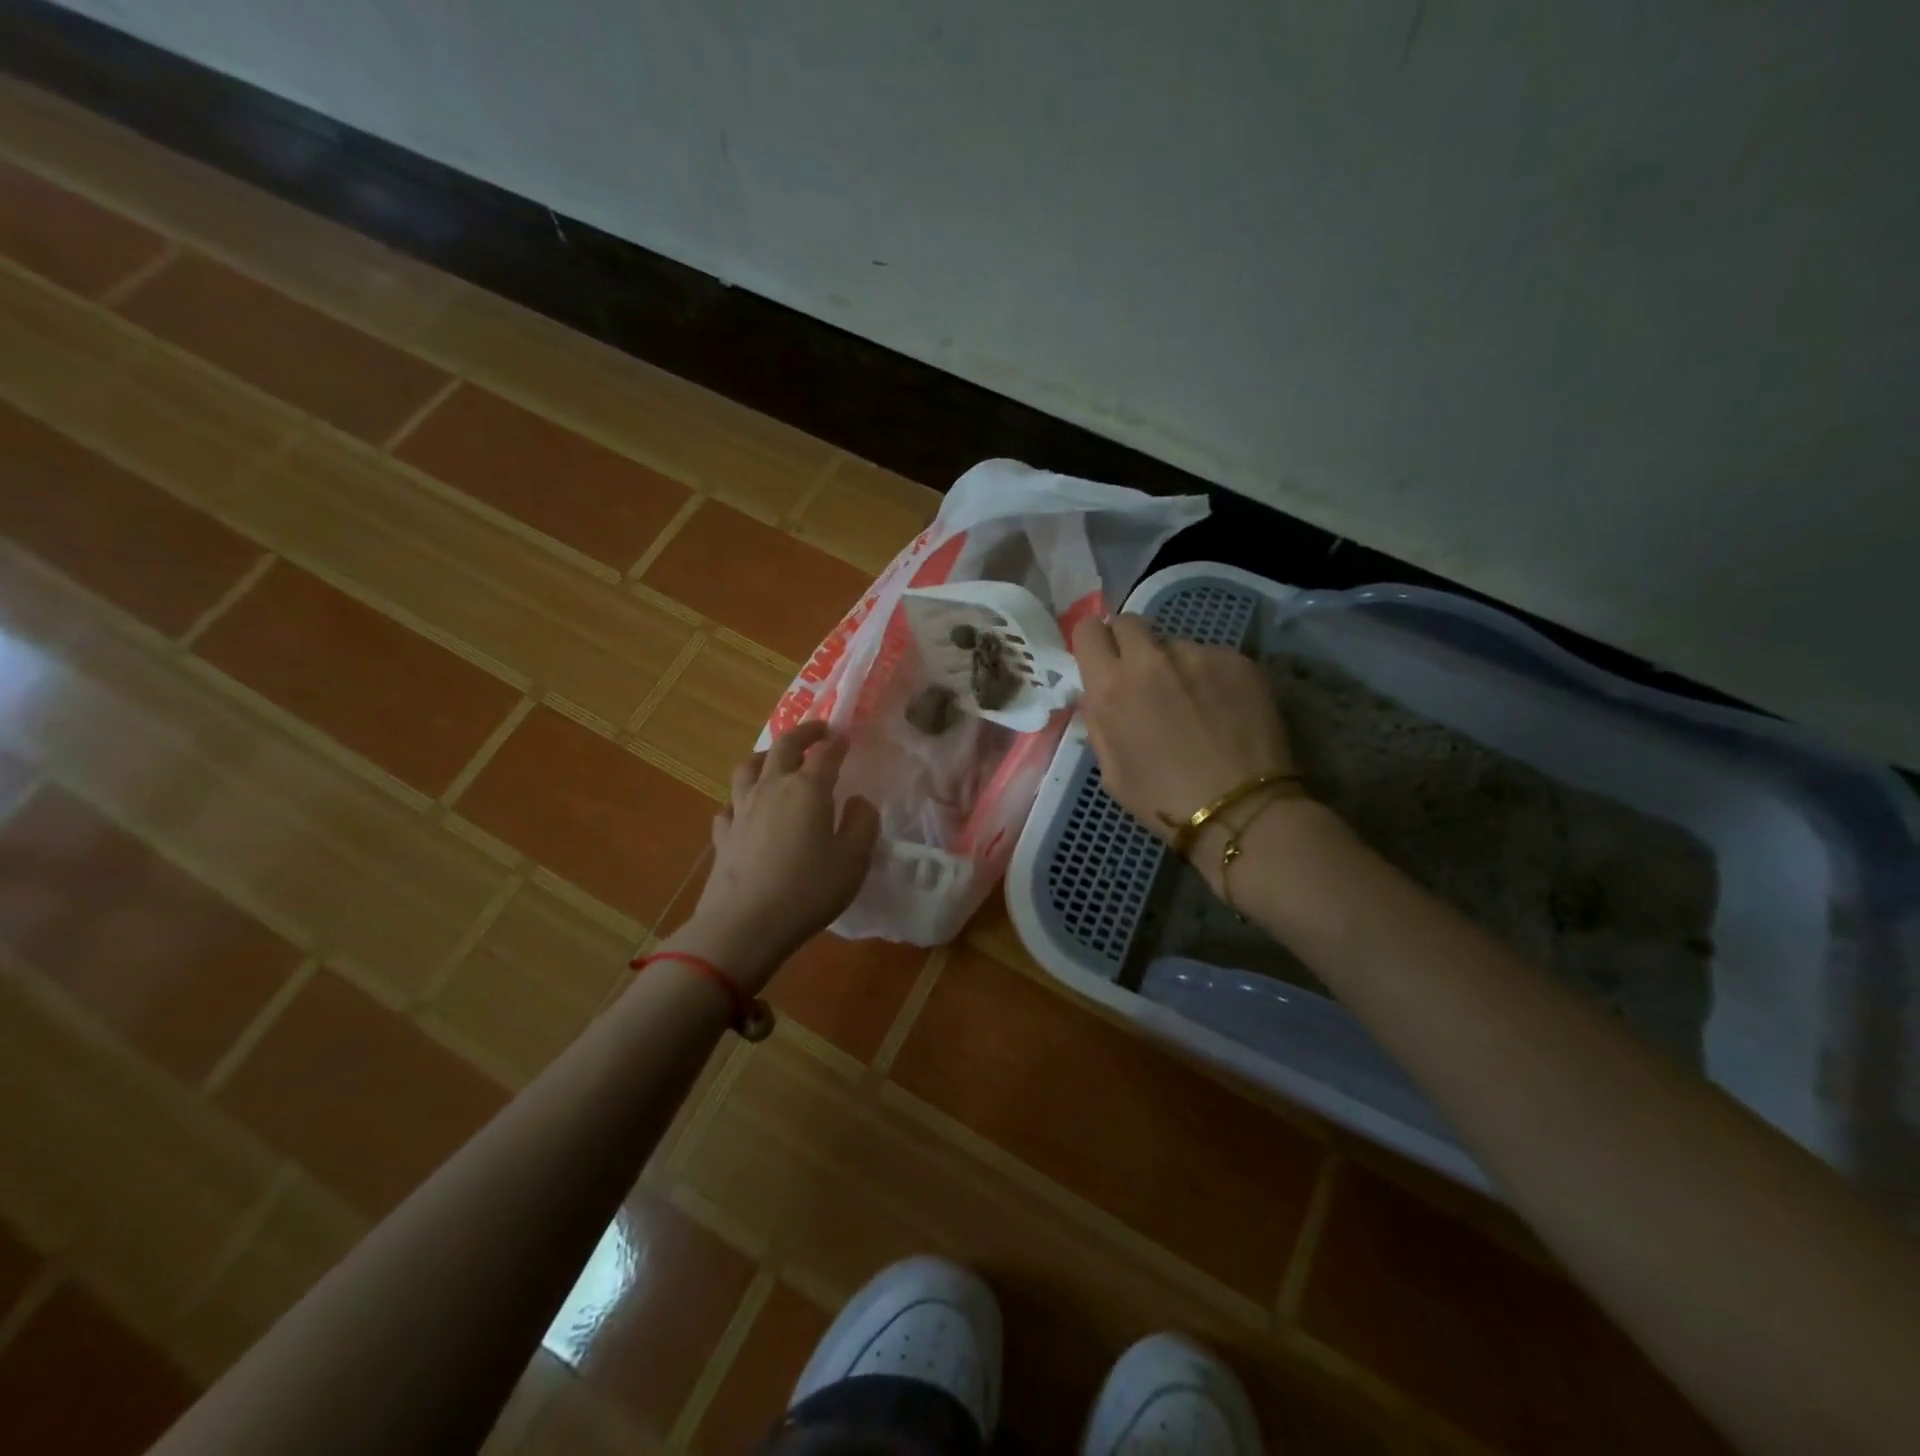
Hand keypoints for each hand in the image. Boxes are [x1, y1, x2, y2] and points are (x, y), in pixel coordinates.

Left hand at [677, 722, 879, 990]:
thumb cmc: (808, 890)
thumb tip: (859, 801)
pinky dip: (740, 800)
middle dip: (802, 734)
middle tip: (817, 731)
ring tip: (773, 760)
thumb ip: (863, 824)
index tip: (845, 735)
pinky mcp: (723, 835)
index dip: (837, 741)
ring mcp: (741, 810)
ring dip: (763, 757)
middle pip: (783, 747)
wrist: (745, 924)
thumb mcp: (854, 860)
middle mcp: (772, 788)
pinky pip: (729, 806)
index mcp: (808, 789)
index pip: (826, 753)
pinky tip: (745, 810)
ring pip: (747, 768)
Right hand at [1072, 615, 1296, 851]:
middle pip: (1129, 622)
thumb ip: (1097, 722)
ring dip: (1173, 664)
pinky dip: (1210, 676)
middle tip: (1141, 676)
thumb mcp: (1110, 771)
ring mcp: (1198, 655)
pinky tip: (1222, 709)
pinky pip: (1212, 657)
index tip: (1101, 660)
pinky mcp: (1237, 660)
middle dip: (1128, 643)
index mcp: (1111, 687)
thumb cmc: (1162, 800)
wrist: (1239, 811)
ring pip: (1174, 643)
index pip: (1088, 631)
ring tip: (1192, 703)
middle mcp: (1150, 659)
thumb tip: (1095, 694)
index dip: (1092, 643)